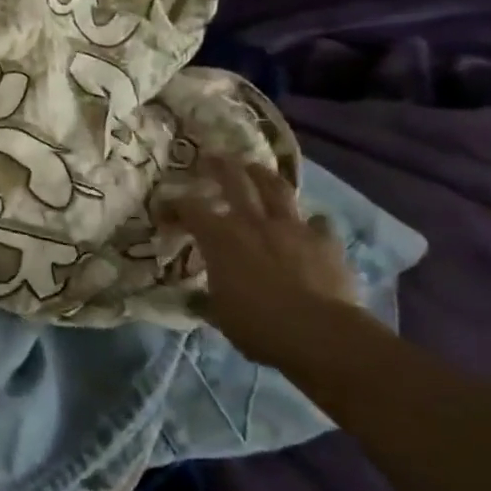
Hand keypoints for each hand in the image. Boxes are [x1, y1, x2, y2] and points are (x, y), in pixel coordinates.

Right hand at [169, 159, 361, 365]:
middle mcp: (252, 221)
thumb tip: (192, 299)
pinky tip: (311, 224)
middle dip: (219, 166)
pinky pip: (319, 224)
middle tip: (211, 157)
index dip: (173, 206)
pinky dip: (312, 222)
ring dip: (264, 176)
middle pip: (233, 180)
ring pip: (276, 188)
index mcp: (219, 237)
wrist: (319, 334)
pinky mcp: (325, 242)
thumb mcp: (221, 316)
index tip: (164, 211)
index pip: (188, 209)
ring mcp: (292, 228)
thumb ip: (206, 300)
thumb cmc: (258, 324)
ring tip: (256, 169)